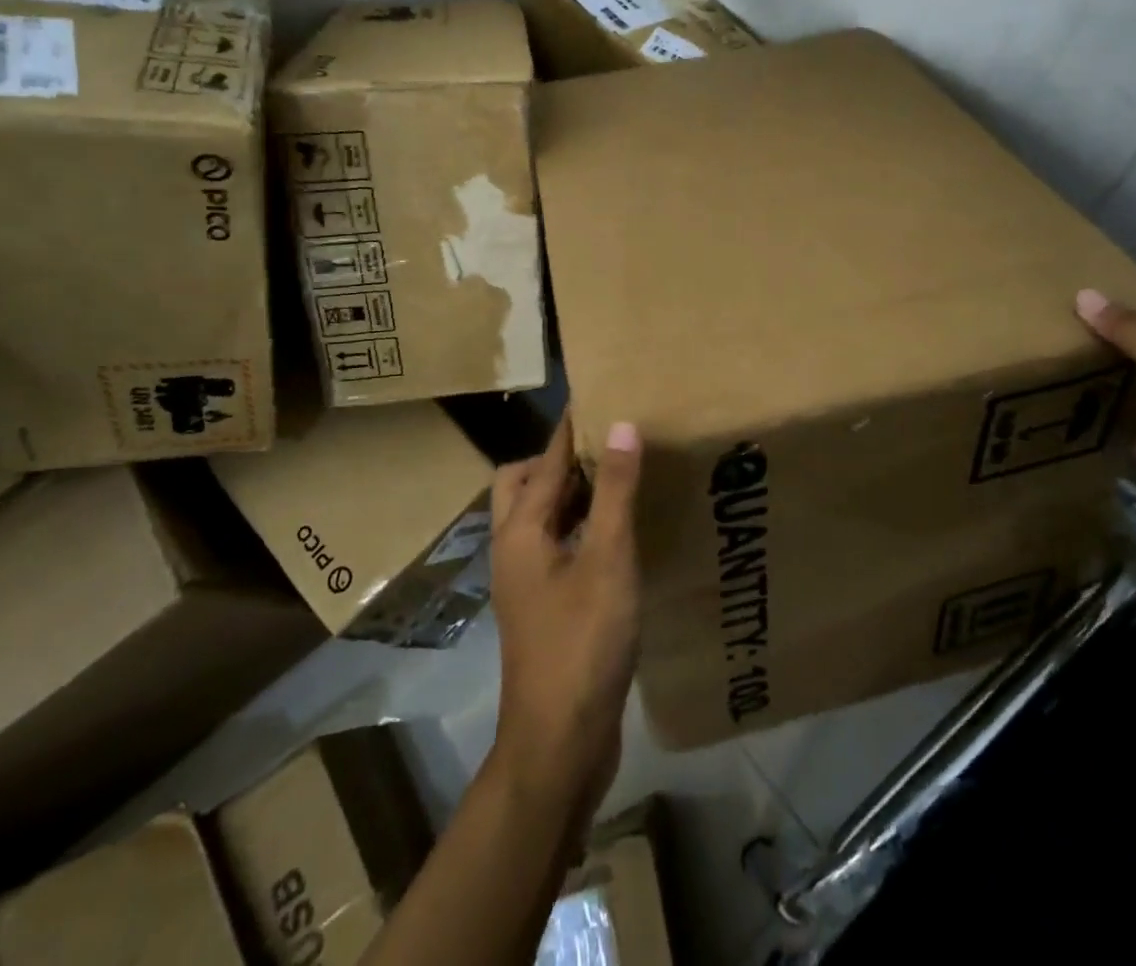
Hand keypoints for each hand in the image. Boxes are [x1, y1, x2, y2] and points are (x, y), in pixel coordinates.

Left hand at [488, 412, 641, 826]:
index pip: (547, 459)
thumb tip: (621, 425)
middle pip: (526, 483)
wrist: (560, 742)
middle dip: (562, 460)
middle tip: (610, 447)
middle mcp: (514, 548)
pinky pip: (557, 546)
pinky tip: (617, 535)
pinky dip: (580, 527)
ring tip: (619, 480)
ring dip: (573, 494)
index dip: (573, 426)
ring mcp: (526, 581)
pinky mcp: (544, 606)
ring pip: (541, 517)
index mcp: (520, 530)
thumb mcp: (608, 559)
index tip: (601, 393)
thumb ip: (615, 491)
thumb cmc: (583, 643)